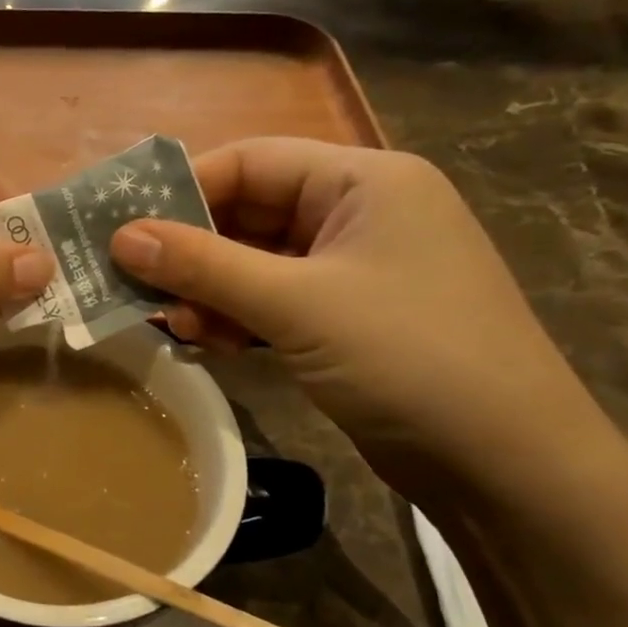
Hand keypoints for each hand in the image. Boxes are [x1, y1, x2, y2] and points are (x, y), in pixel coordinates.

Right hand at [109, 138, 609, 493]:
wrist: (506, 464)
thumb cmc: (408, 358)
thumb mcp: (295, 305)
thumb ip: (203, 266)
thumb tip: (121, 237)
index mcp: (365, 182)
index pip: (251, 161)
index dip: (183, 190)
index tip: (124, 228)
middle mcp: (359, 214)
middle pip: (249, 213)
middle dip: (191, 251)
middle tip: (134, 283)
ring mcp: (355, 270)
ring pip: (255, 263)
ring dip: (209, 291)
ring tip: (173, 324)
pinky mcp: (346, 318)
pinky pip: (273, 301)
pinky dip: (235, 317)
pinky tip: (207, 342)